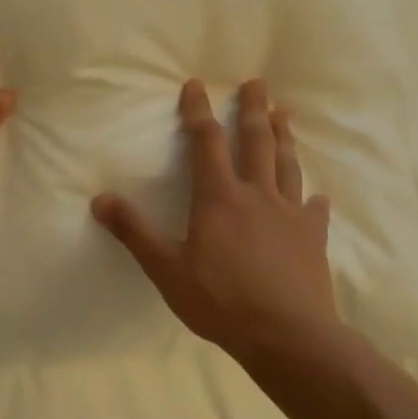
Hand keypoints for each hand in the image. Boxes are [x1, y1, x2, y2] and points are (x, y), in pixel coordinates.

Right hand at [92, 78, 336, 359]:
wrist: (289, 336)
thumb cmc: (220, 300)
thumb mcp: (165, 268)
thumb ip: (134, 231)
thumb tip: (99, 199)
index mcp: (218, 197)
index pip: (206, 142)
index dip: (199, 111)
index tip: (196, 85)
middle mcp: (256, 195)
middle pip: (256, 142)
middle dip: (254, 109)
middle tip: (258, 82)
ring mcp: (290, 215)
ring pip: (287, 166)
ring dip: (284, 138)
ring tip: (285, 115)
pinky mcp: (312, 238)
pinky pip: (314, 210)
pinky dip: (313, 199)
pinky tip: (318, 196)